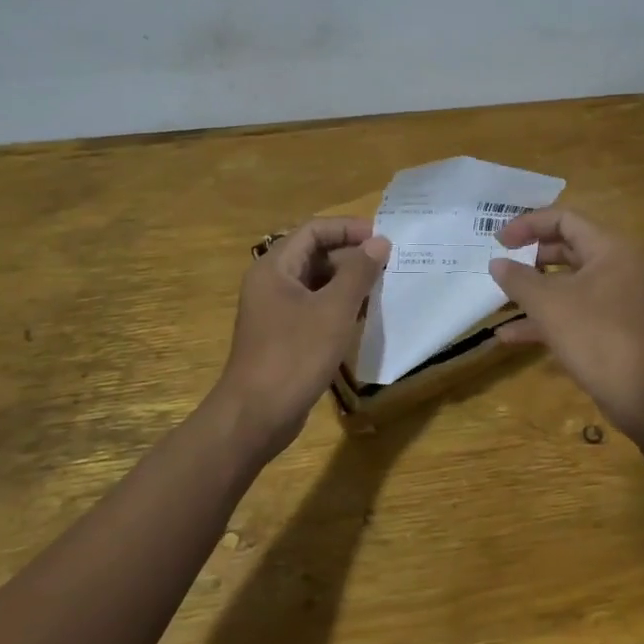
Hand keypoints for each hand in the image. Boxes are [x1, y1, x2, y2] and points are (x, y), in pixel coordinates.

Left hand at [213, 217, 391, 457]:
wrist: (256, 415)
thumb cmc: (294, 355)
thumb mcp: (334, 310)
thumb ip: (358, 273)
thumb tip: (380, 242)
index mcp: (274, 267)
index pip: (313, 230)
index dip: (348, 228)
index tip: (382, 238)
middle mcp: (271, 283)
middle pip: (314, 254)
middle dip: (351, 255)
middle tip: (387, 265)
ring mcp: (275, 311)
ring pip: (316, 283)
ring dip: (347, 282)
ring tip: (381, 288)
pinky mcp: (283, 336)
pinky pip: (314, 308)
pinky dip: (338, 306)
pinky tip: (362, 317)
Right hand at [489, 207, 643, 436]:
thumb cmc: (596, 336)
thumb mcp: (549, 304)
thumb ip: (518, 279)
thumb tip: (496, 263)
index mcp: (608, 250)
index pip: (565, 220)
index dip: (529, 225)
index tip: (499, 241)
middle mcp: (615, 269)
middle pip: (567, 249)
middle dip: (530, 257)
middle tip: (501, 265)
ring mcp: (614, 301)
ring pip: (567, 285)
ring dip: (533, 291)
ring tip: (500, 299)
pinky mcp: (610, 330)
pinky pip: (572, 314)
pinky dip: (544, 320)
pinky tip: (509, 336)